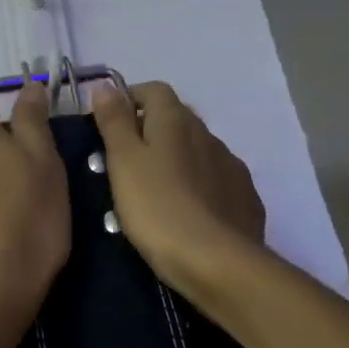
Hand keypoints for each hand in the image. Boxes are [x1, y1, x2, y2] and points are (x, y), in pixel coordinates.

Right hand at [91, 81, 264, 294]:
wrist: (217, 262)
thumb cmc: (157, 206)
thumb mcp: (123, 161)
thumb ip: (114, 121)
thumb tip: (104, 85)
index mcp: (175, 120)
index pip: (153, 90)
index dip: (129, 100)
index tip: (108, 125)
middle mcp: (208, 134)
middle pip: (176, 118)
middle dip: (151, 130)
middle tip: (124, 161)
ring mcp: (230, 166)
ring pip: (197, 150)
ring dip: (176, 158)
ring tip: (154, 190)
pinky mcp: (244, 198)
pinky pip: (216, 179)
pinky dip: (198, 185)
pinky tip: (186, 211)